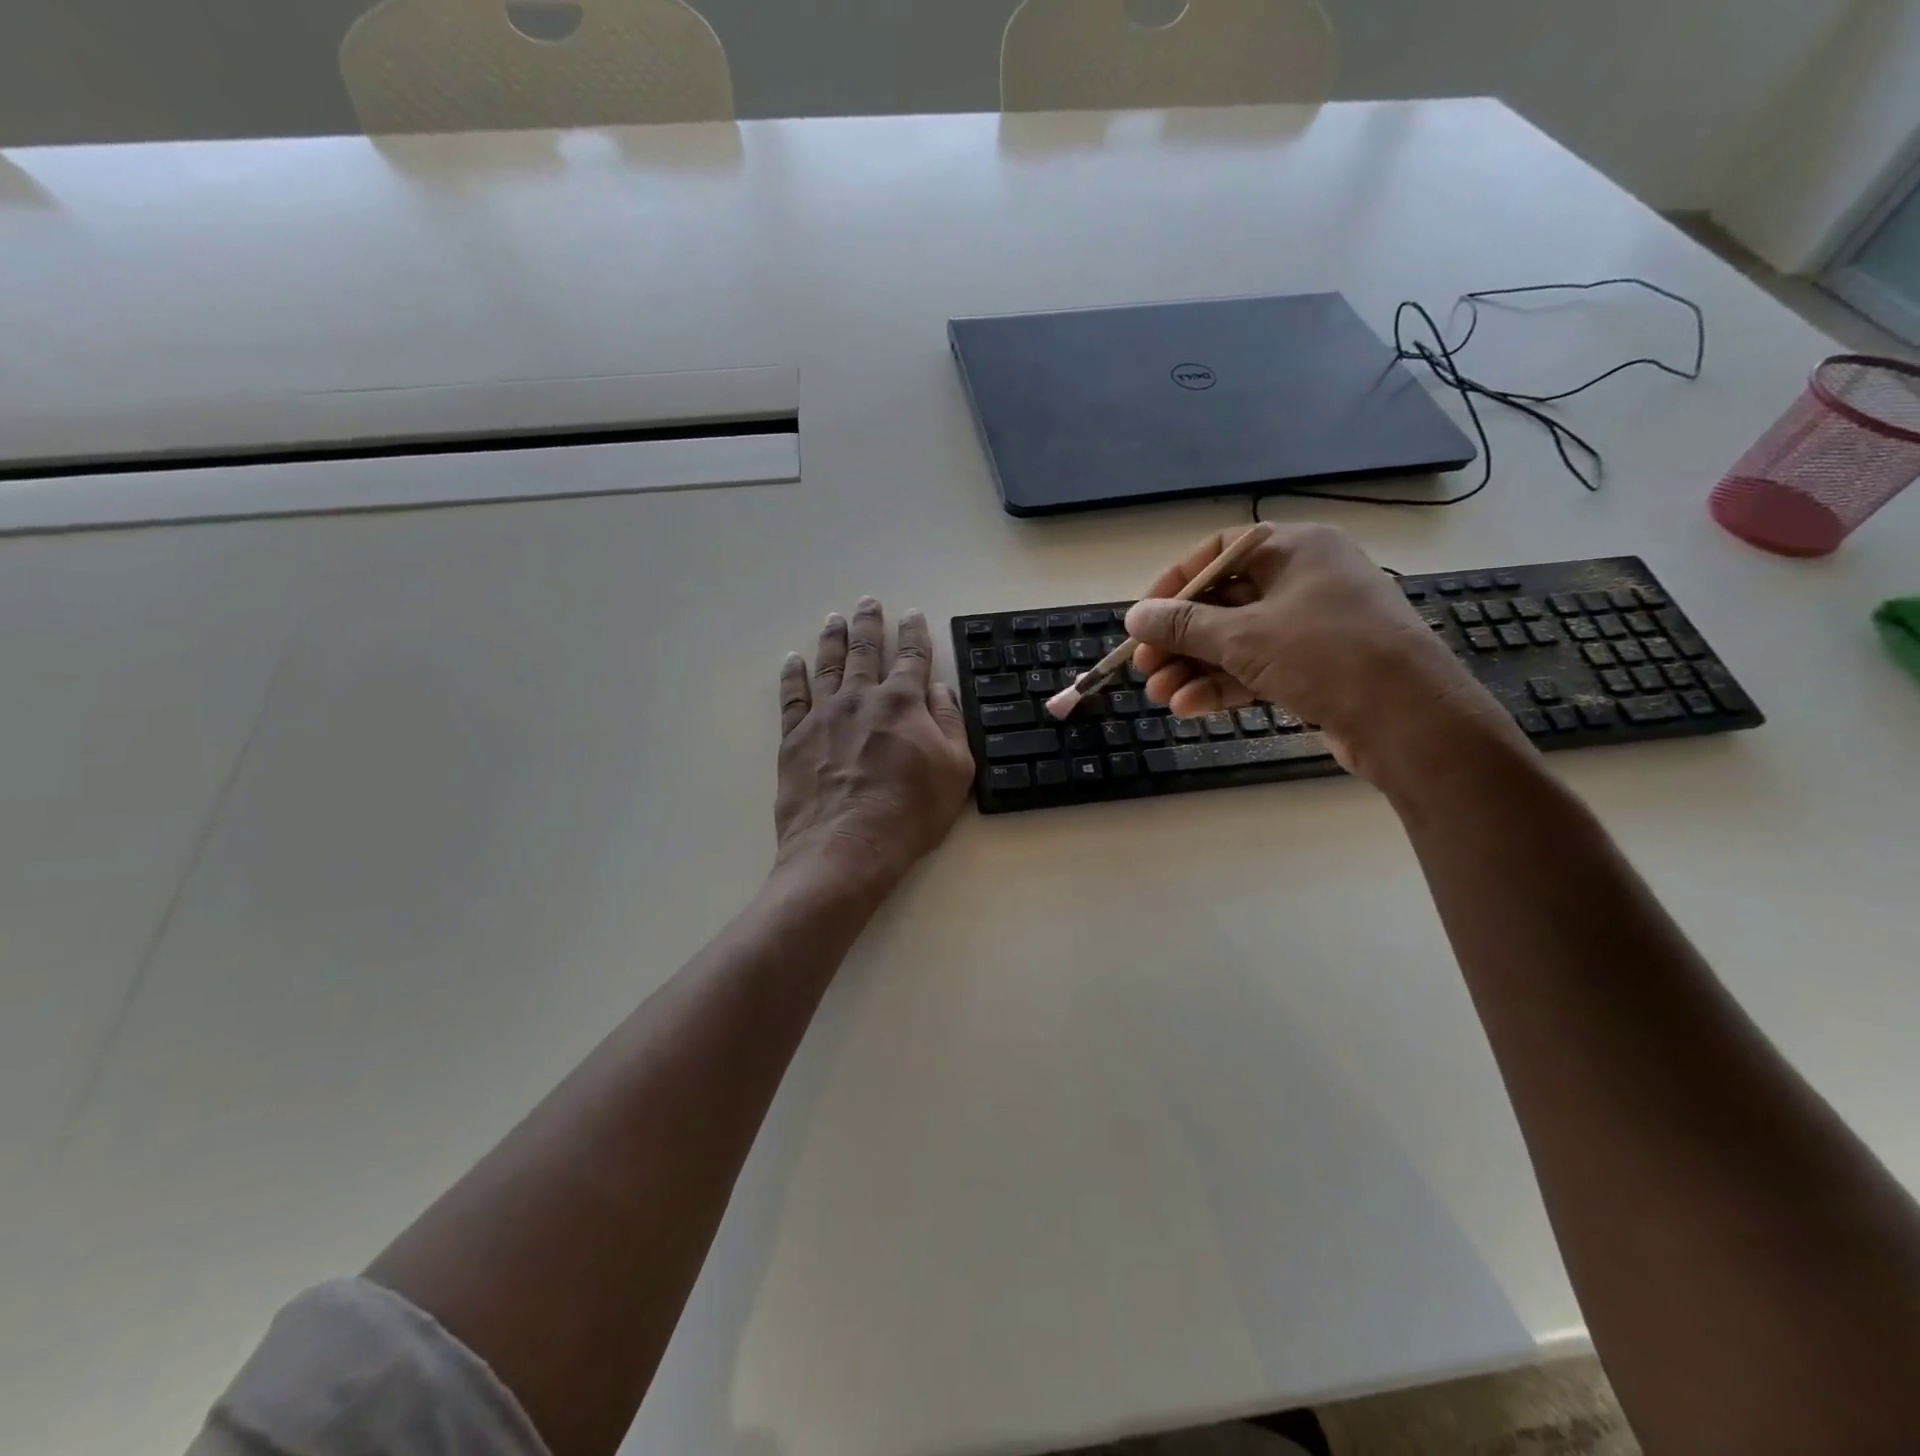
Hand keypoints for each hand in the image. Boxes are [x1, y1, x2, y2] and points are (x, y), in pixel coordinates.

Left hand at [775, 598, 975, 886]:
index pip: (912, 657)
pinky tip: (793, 661)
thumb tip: (939, 689)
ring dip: (832, 639)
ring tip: (834, 618)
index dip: (915, 633)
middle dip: (869, 624)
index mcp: (903, 702)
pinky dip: (792, 676)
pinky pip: (792, 697)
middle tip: (868, 602)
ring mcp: (823, 715)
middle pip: (865, 650)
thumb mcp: (955, 770)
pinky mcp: (794, 738)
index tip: (914, 614)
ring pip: (828, 665)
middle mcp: (861, 698)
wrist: (846, 847)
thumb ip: (949, 723)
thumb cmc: (910, 813)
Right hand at [1124, 524, 1526, 787]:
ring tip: (1159, 695)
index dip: (1174, 583)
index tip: (1143, 617)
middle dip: (1180, 638)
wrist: (1411, 721)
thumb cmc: (1326, 655)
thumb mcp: (1244, 636)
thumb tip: (1134, 617)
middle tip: (1144, 666)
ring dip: (1194, 668)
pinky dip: (1223, 685)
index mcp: (1296, 549)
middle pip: (1224, 602)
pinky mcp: (1316, 669)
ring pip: (1238, 641)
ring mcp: (1313, 627)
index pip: (1219, 552)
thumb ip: (1184, 625)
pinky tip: (1189, 707)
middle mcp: (1305, 580)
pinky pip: (1258, 668)